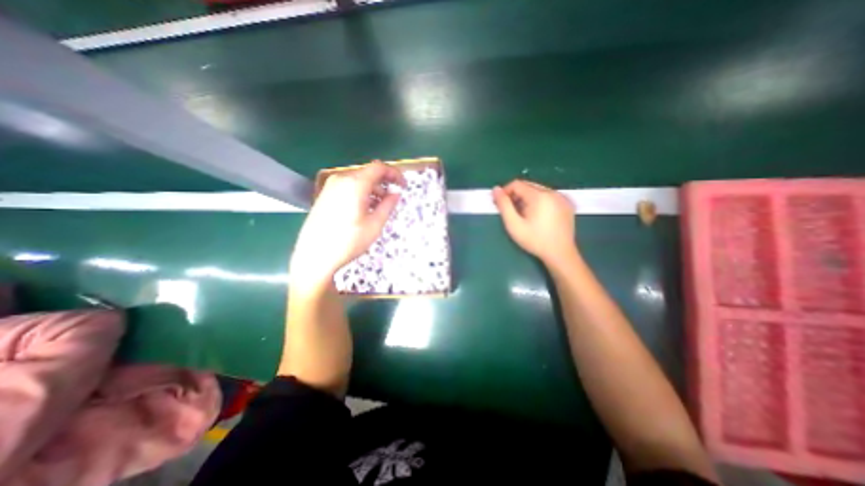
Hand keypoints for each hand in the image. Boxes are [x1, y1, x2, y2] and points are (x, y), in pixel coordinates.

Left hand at [290, 160, 405, 285]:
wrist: (315, 256)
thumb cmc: (348, 241)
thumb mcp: (375, 225)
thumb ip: (388, 205)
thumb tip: (396, 193)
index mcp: (355, 184)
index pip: (379, 168)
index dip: (394, 174)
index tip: (403, 185)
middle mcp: (341, 179)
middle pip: (368, 173)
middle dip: (383, 183)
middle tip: (392, 199)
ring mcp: (330, 186)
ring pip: (358, 181)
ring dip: (372, 189)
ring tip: (379, 207)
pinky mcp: (325, 195)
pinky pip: (348, 187)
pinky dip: (360, 193)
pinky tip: (364, 209)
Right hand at [489, 181, 575, 266]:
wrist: (560, 254)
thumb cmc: (534, 240)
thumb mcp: (514, 224)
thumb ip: (503, 205)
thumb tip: (495, 189)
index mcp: (539, 196)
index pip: (517, 184)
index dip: (505, 191)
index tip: (499, 203)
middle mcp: (552, 192)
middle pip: (528, 185)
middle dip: (516, 195)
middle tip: (510, 210)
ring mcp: (562, 197)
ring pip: (538, 190)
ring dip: (527, 198)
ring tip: (523, 214)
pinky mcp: (567, 204)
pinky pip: (548, 196)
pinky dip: (539, 201)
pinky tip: (537, 216)